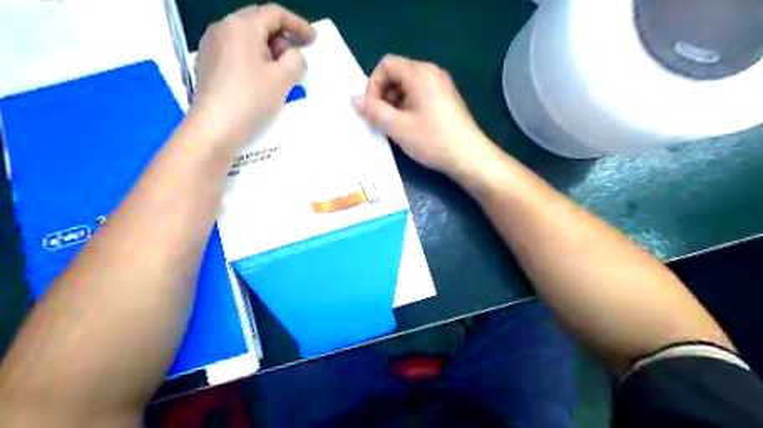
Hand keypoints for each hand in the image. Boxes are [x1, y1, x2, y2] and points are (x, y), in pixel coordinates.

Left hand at [191, 5, 315, 150]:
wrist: (215, 128)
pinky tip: (260, 82)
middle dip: (282, 40)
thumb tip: (292, 55)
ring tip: (280, 76)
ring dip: (268, 52)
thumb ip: (296, 60)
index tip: (313, 40)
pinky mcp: (207, 65)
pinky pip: (236, 53)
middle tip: (295, 62)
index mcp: (241, 26)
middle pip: (259, 24)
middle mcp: (222, 29)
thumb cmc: (251, 99)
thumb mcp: (283, 78)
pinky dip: (254, 61)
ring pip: (247, 40)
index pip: (274, 14)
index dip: (298, 25)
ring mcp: (211, 47)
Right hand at [351, 53, 494, 177]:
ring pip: (408, 87)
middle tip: (380, 120)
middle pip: (397, 74)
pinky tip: (408, 128)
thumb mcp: (398, 127)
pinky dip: (408, 108)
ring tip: (393, 127)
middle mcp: (432, 74)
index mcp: (420, 73)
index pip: (387, 64)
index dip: (373, 84)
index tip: (372, 108)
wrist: (469, 157)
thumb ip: (373, 111)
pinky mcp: (446, 101)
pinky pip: (419, 96)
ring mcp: (441, 87)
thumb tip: (354, 100)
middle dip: (383, 95)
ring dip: (394, 104)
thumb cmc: (433, 140)